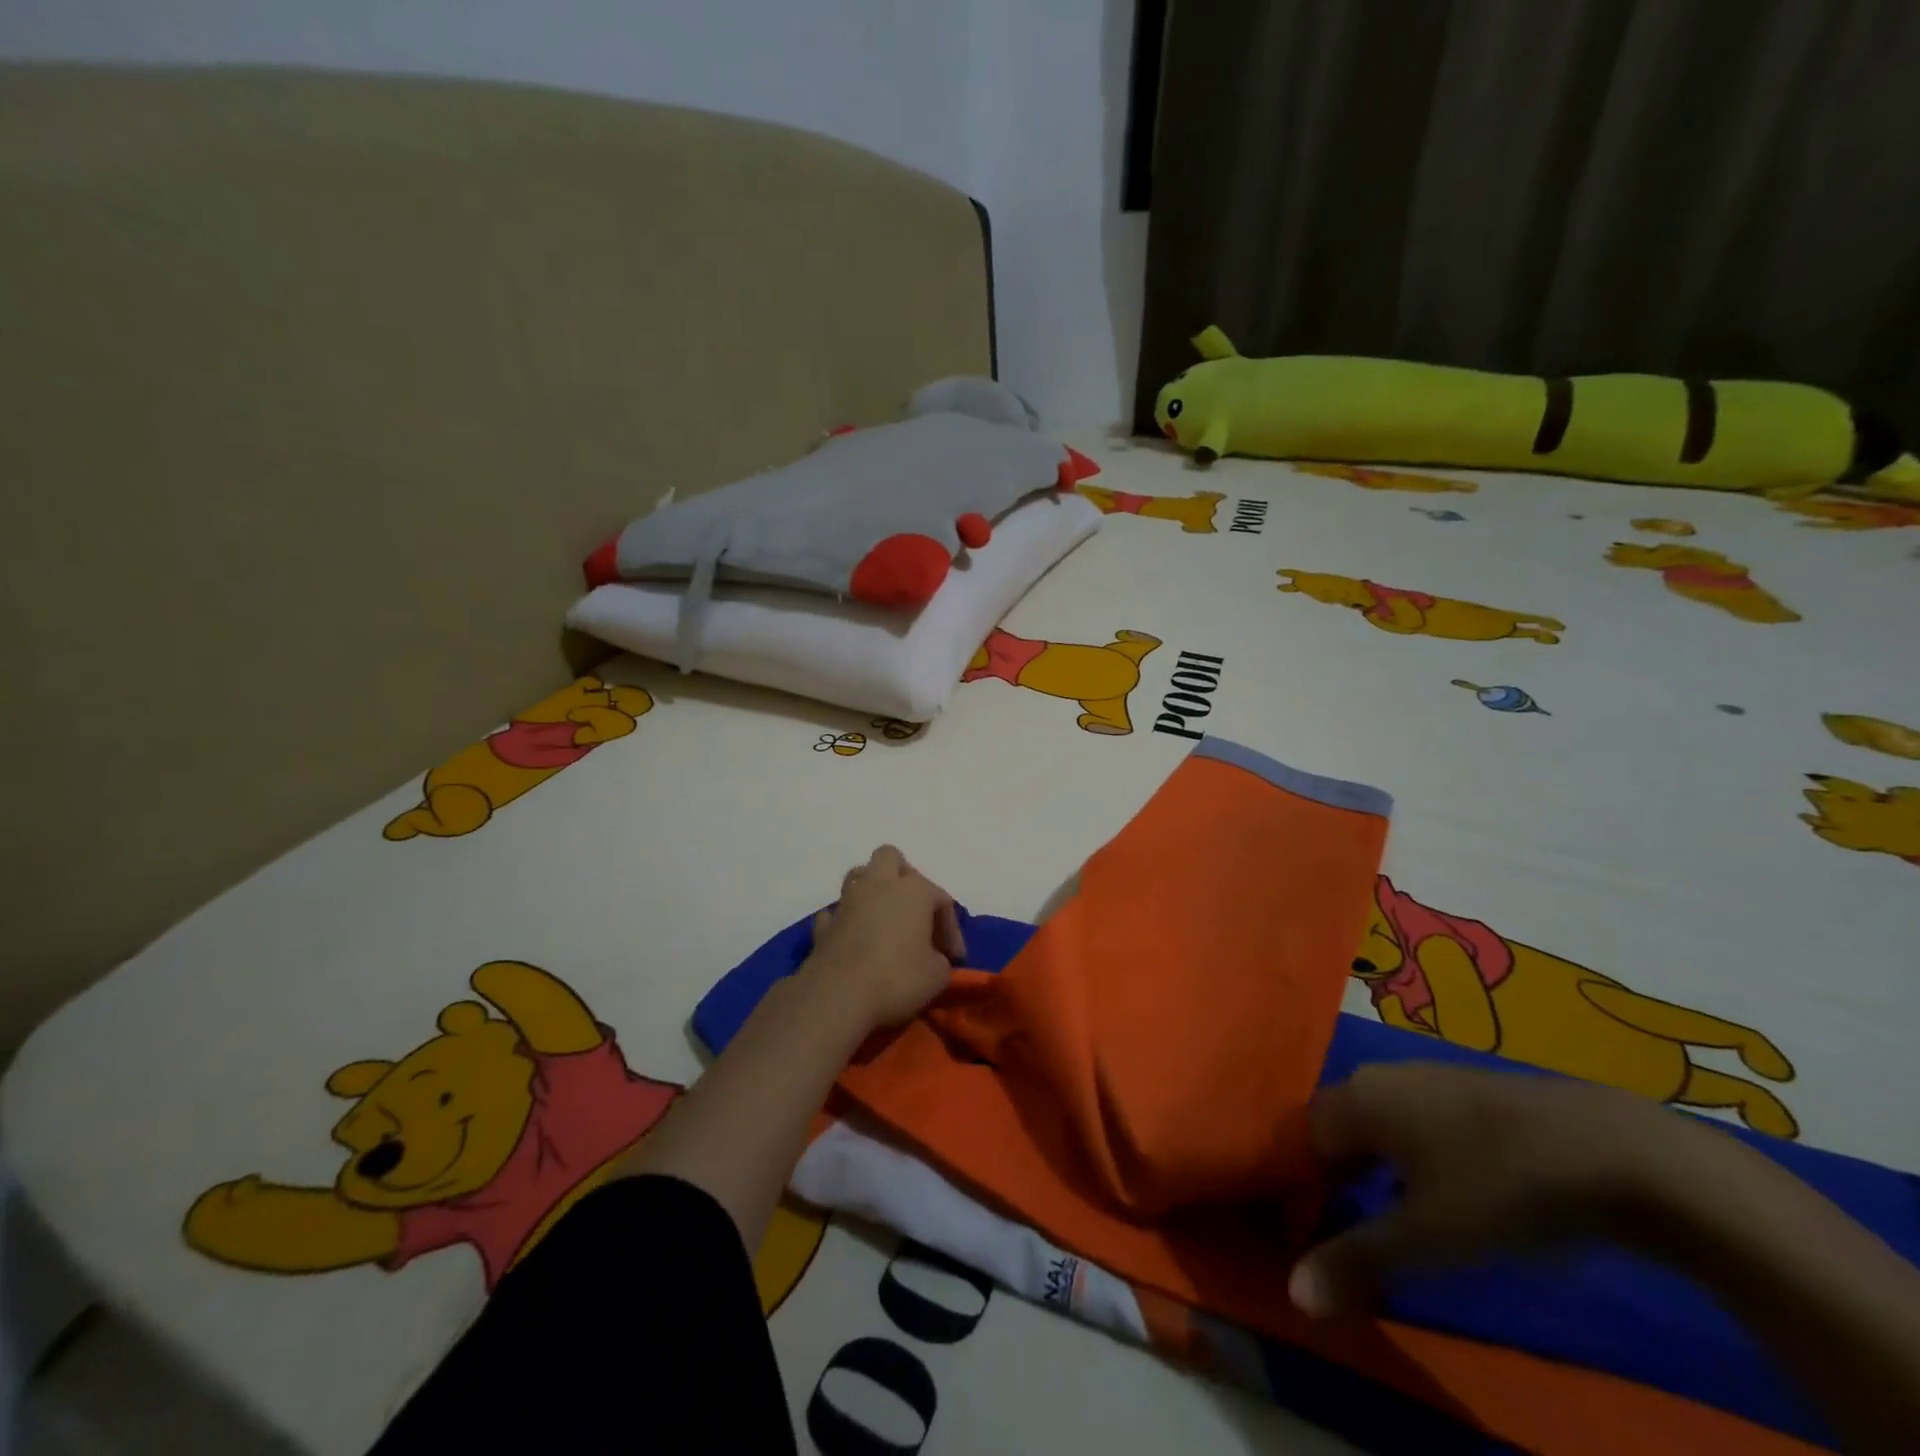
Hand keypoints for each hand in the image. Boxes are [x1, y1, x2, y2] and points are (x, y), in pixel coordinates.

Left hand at [804, 845, 965, 1031]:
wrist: (837, 997)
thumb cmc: (897, 979)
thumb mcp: (938, 975)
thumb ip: (941, 959)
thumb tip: (934, 959)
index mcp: (913, 890)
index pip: (941, 898)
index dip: (952, 928)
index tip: (955, 959)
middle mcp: (878, 885)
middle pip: (890, 858)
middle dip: (904, 878)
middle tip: (914, 911)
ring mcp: (846, 902)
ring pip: (859, 877)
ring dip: (872, 893)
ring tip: (884, 921)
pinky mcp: (823, 925)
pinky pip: (836, 913)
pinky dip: (846, 922)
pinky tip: (854, 940)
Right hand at [1288, 1063, 1699, 1316]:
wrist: (1617, 1151)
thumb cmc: (1500, 1188)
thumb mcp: (1427, 1237)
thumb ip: (1356, 1259)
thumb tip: (1293, 1293)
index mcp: (1356, 1098)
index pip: (1304, 1138)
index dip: (1305, 1186)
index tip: (1321, 1234)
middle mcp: (1380, 1077)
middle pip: (1339, 1125)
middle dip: (1339, 1175)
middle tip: (1359, 1228)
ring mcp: (1428, 1076)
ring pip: (1380, 1121)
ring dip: (1378, 1165)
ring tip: (1403, 1217)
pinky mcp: (1471, 1087)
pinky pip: (1418, 1118)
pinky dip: (1416, 1153)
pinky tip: (1453, 1190)